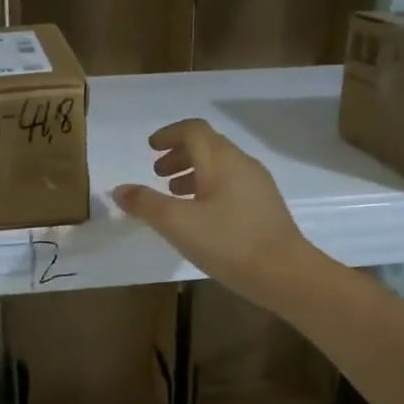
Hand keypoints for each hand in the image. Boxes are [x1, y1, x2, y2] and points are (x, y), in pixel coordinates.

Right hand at [113, 119, 319, 306]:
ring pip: (220, 166)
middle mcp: (242, 163)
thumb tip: (119, 189)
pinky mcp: (265, 206)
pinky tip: (202, 215)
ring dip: (194, 172)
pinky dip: (209, 187)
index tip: (150, 147)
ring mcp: (258, 184)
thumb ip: (146, 204)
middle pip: (207, 145)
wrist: (285, 273)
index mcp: (221, 159)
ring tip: (174, 194)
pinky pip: (231, 184)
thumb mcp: (177, 223)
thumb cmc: (228, 242)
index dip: (169, 134)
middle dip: (179, 154)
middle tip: (157, 173)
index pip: (193, 130)